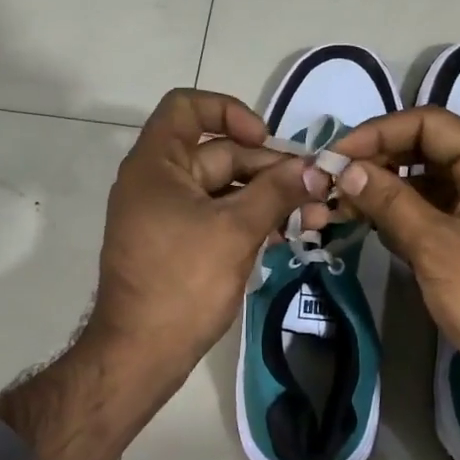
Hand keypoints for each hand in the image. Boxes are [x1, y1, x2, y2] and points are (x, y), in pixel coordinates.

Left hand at [87, 89, 310, 380]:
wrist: (141, 352)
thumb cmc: (183, 282)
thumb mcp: (236, 230)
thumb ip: (277, 192)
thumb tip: (318, 167)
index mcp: (156, 164)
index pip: (187, 108)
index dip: (229, 111)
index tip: (265, 139)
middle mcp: (157, 181)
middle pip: (218, 153)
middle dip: (269, 169)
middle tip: (316, 188)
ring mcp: (167, 214)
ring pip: (224, 190)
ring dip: (268, 198)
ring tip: (315, 216)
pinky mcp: (179, 244)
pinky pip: (218, 218)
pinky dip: (250, 221)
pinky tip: (288, 235)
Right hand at [316, 106, 459, 410]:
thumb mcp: (435, 245)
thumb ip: (389, 201)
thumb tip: (346, 169)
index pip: (428, 124)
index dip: (378, 133)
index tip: (336, 156)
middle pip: (426, 150)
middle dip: (378, 162)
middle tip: (333, 182)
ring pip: (427, 183)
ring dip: (386, 190)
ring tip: (342, 204)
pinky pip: (434, 212)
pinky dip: (403, 215)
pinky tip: (371, 226)